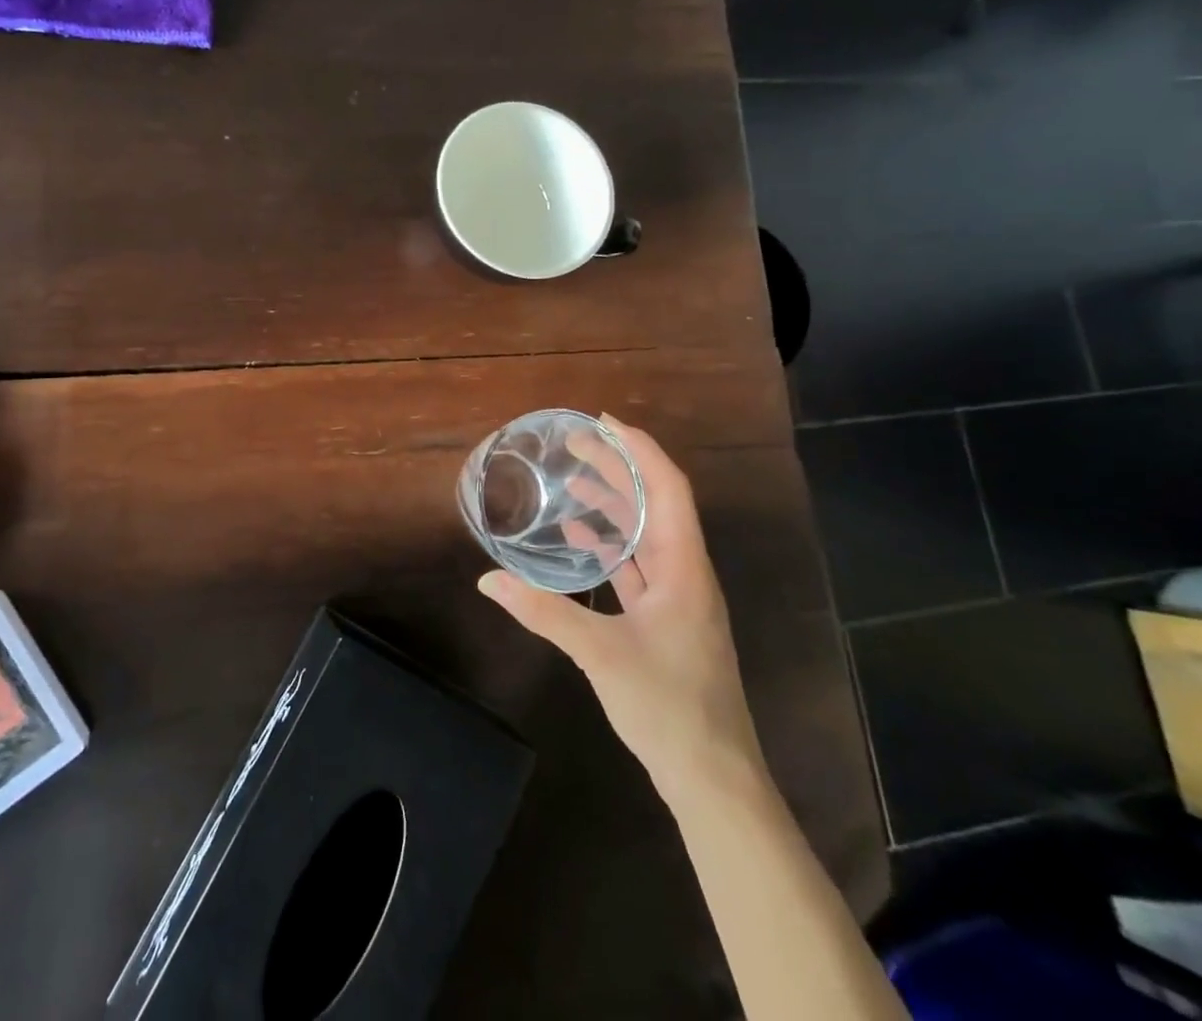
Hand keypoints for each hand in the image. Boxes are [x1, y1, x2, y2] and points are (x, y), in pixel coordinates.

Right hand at [478, 415, 763, 804]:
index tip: (604, 423)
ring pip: (647, 534)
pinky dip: (612, 544)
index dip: (640, 449)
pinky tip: (581, 540)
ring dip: (616, 504)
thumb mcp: (601, 653)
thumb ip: (543, 611)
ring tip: (575, 481)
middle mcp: (686, 573)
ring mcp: (679, 599)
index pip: (668, 487)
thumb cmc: (668, 706)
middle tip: (576, 444)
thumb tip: (486, 579)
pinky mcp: (666, 621)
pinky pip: (638, 566)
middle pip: (656, 504)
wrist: (714, 778)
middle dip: (619, 468)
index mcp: (684, 567)